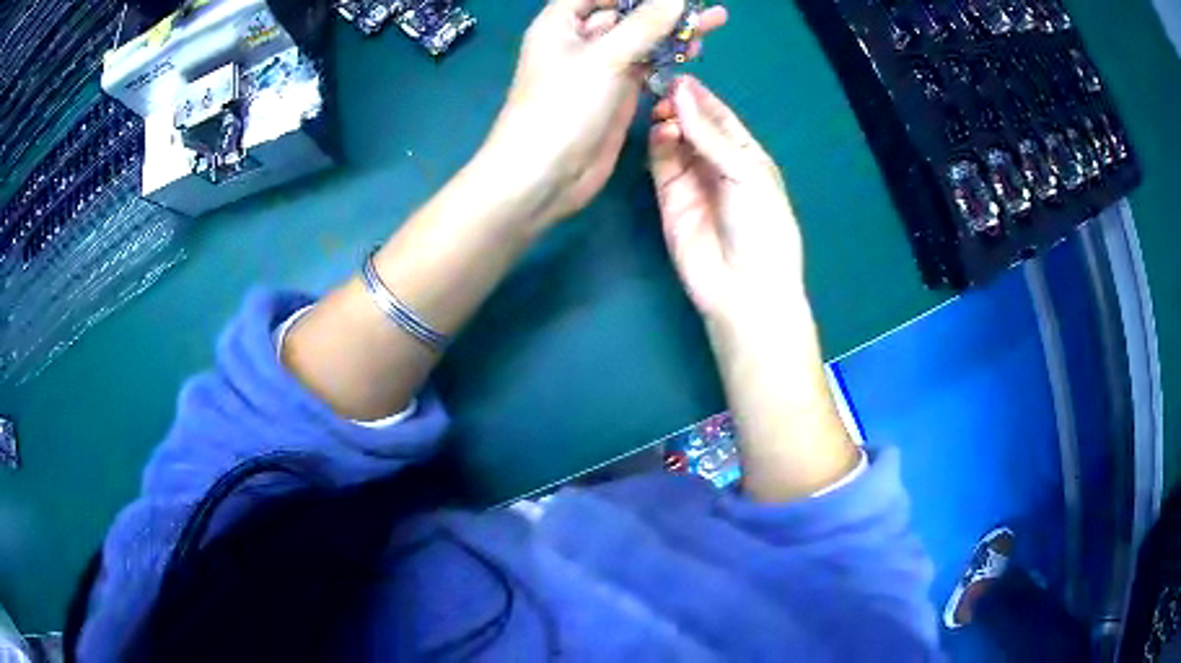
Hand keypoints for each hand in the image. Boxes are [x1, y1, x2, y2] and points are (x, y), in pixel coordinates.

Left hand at [481, 0, 727, 226]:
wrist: (545, 176)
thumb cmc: (562, 107)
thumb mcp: (605, 58)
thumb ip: (645, 25)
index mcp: (561, 23)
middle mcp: (580, 40)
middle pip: (625, 13)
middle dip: (662, 8)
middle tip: (705, 8)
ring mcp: (600, 68)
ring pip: (641, 39)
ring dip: (672, 31)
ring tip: (713, 24)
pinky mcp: (617, 93)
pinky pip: (647, 66)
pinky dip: (669, 58)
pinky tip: (694, 51)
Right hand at [650, 76, 803, 325]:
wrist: (743, 286)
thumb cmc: (760, 227)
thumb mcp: (746, 174)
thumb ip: (711, 135)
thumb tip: (682, 94)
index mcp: (747, 156)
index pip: (722, 118)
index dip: (702, 97)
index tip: (679, 76)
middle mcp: (718, 164)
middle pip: (695, 125)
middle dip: (680, 106)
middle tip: (662, 90)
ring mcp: (692, 180)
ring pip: (675, 140)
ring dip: (668, 122)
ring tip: (661, 111)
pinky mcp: (668, 197)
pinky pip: (660, 163)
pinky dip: (657, 145)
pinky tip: (659, 133)